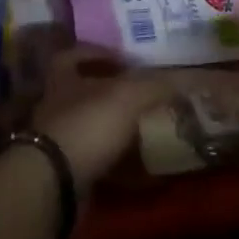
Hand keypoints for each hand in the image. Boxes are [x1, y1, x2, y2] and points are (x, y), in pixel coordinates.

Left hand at [32, 48, 177, 190]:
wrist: (52, 185)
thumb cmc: (87, 125)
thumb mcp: (128, 97)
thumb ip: (155, 85)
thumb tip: (186, 77)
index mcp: (63, 79)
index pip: (74, 55)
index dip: (97, 53)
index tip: (124, 58)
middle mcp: (55, 106)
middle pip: (82, 92)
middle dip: (109, 93)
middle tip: (142, 94)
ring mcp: (57, 141)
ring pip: (89, 127)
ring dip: (113, 128)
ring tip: (145, 129)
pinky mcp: (63, 173)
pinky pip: (94, 162)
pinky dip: (115, 164)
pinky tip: (139, 168)